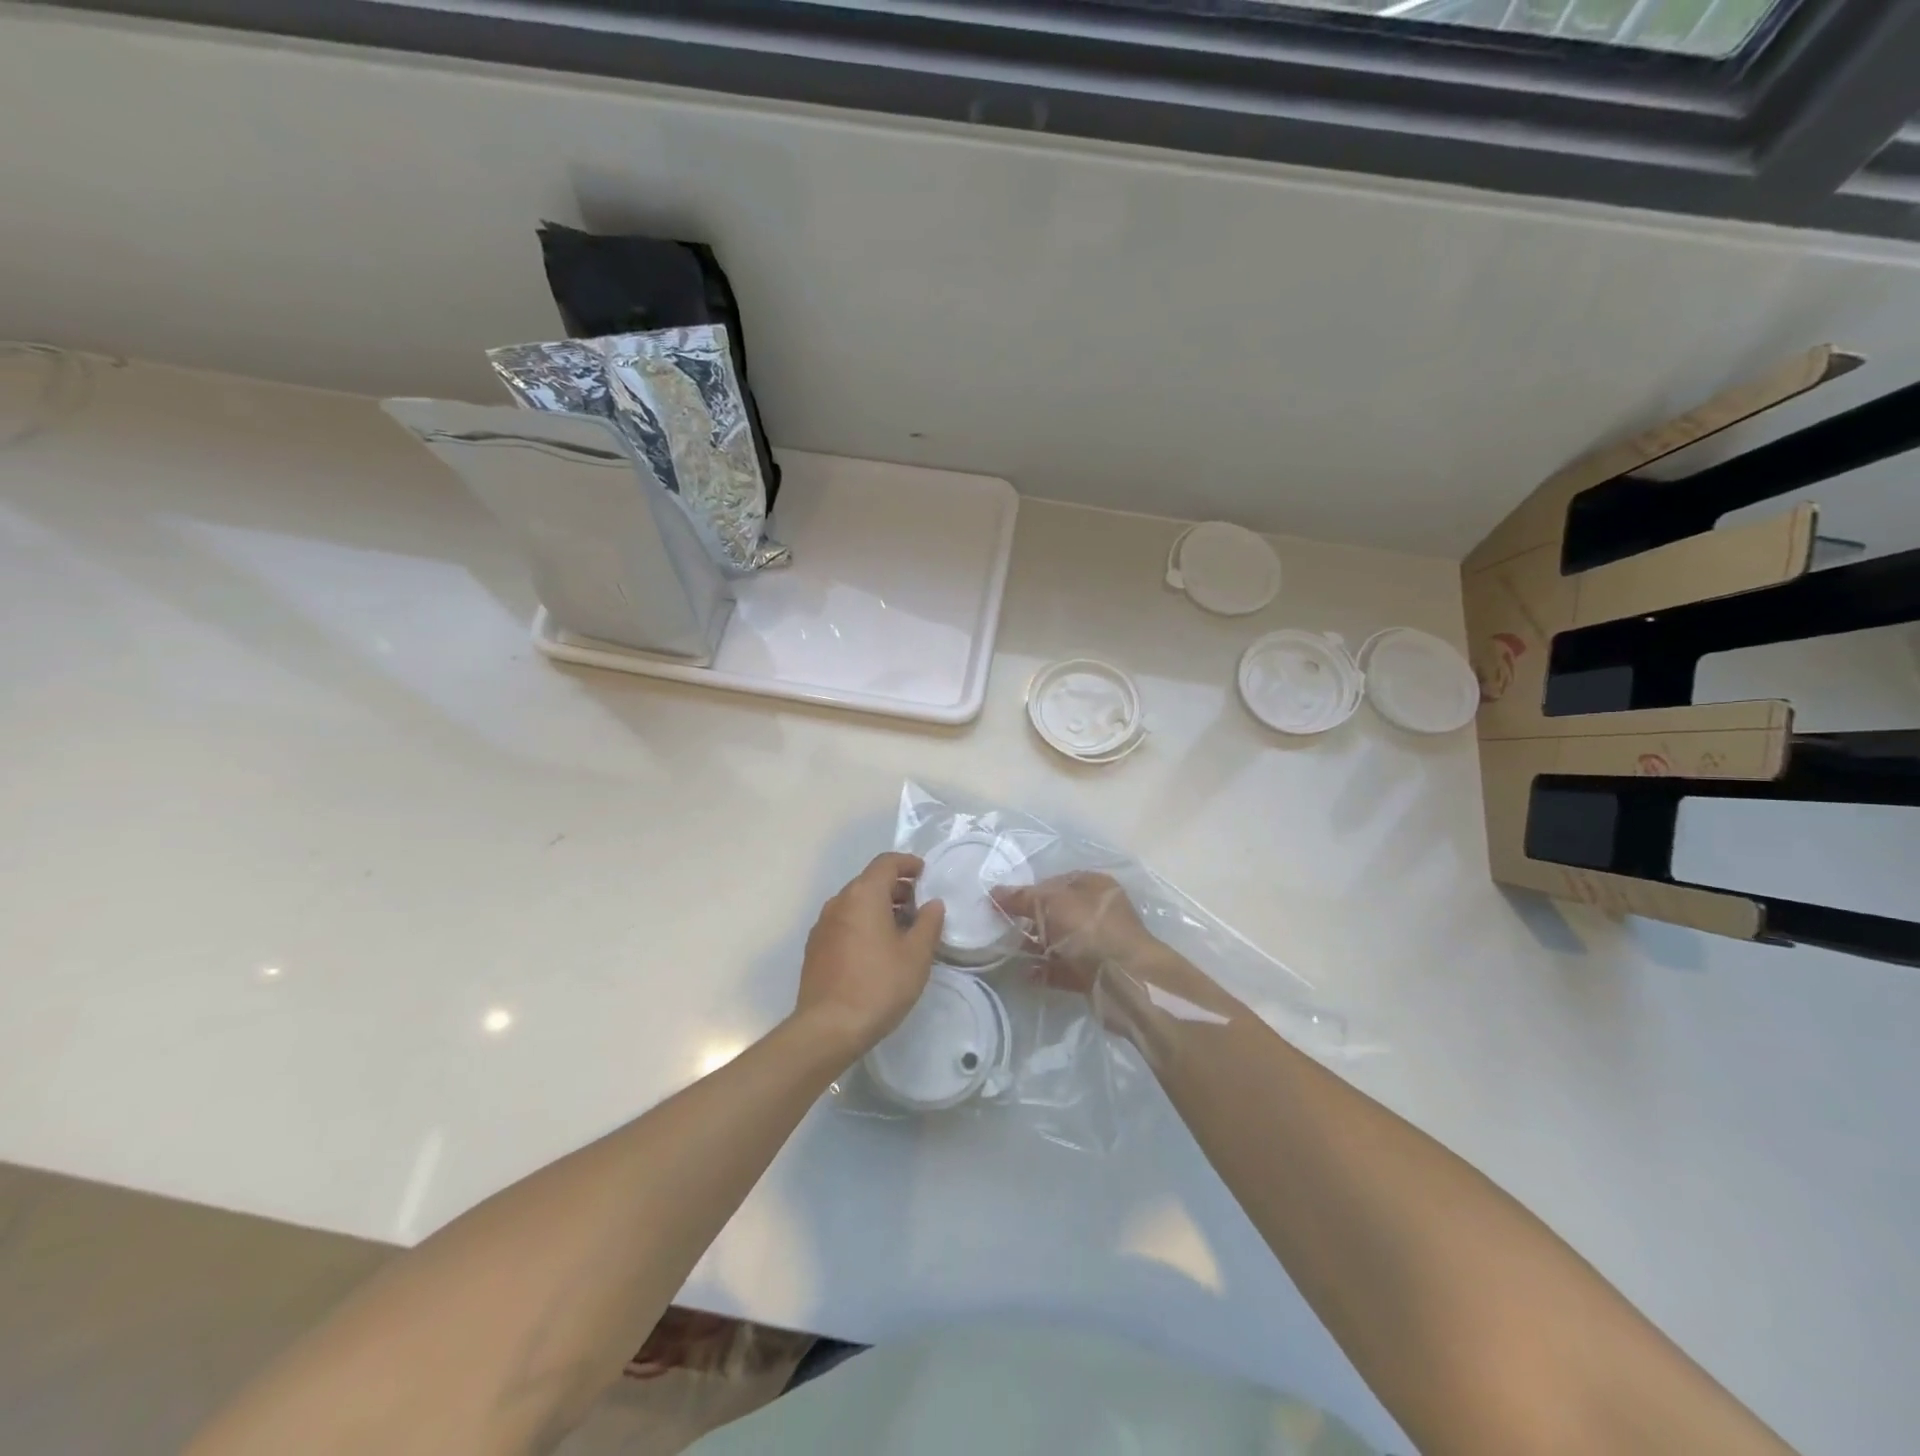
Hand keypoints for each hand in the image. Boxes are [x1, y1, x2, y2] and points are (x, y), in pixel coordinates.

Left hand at [793, 852, 945, 1060]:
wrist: (828, 1028)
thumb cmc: (879, 985)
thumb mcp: (916, 955)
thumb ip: (929, 923)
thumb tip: (933, 904)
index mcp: (863, 895)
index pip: (886, 863)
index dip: (908, 863)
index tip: (925, 873)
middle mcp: (839, 902)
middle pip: (869, 881)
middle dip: (896, 888)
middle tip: (919, 906)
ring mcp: (823, 925)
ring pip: (855, 903)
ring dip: (879, 907)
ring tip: (901, 930)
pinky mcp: (815, 947)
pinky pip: (844, 922)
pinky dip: (863, 923)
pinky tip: (877, 950)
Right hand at [991, 871, 1166, 994]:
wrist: (1125, 979)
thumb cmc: (1090, 929)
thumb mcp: (1051, 903)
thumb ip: (1021, 898)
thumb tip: (994, 892)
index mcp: (1094, 886)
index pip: (1056, 881)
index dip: (1031, 890)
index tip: (1006, 903)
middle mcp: (1098, 912)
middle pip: (1057, 913)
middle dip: (1031, 920)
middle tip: (1004, 928)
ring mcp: (1098, 944)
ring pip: (1059, 942)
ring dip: (1036, 947)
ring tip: (1010, 952)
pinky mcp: (1094, 973)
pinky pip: (1063, 969)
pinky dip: (1045, 971)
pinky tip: (1025, 974)